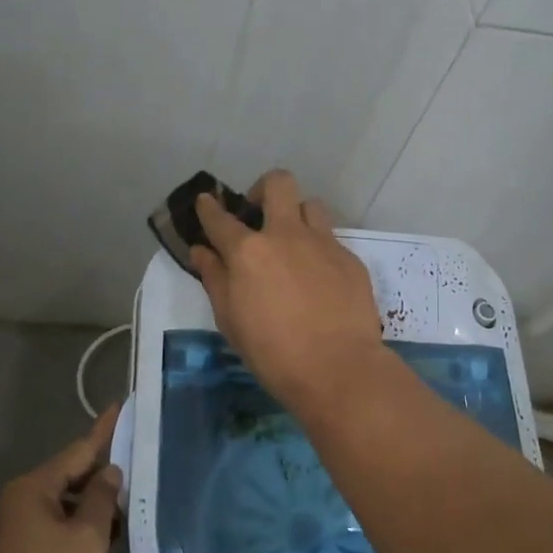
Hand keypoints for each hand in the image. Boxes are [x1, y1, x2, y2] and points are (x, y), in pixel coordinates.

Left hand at [0, 404, 123, 552]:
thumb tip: (109, 472)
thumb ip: (101, 499)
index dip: (104, 429)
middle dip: (103, 473)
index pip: (79, 449)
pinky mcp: (19, 549)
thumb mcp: (86, 538)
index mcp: (36, 486)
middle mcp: (23, 497)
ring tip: (129, 505)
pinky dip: (80, 524)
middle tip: (139, 465)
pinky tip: (104, 536)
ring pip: (65, 501)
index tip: (121, 405)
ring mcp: (17, 524)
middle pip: (71, 474)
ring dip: (93, 503)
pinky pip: (56, 522)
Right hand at [192, 169, 385, 410]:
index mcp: (248, 252)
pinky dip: (318, 251)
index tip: (205, 202)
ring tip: (293, 244)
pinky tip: (319, 280)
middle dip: (263, 189)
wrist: (337, 368)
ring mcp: (323, 243)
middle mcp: (286, 235)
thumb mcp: (230, 320)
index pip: (220, 218)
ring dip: (297, 216)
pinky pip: (331, 240)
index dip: (208, 208)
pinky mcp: (350, 259)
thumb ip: (215, 279)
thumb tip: (202, 251)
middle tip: (258, 214)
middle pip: (277, 183)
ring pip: (311, 205)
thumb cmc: (272, 352)